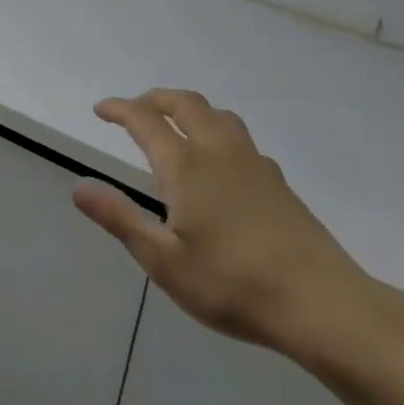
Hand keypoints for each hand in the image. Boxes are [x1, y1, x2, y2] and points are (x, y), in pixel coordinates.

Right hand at [74, 89, 379, 359]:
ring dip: (189, 110)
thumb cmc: (234, 284)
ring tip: (175, 127)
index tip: (101, 110)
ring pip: (218, 115)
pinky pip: (239, 138)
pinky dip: (216, 132)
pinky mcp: (278, 183)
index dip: (119, 109)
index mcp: (187, 166)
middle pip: (185, 104)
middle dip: (155, 99)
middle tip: (135, 110)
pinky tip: (218, 164)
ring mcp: (254, 164)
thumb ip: (120, 219)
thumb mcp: (164, 261)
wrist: (324, 305)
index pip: (145, 120)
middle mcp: (219, 152)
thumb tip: (79, 187)